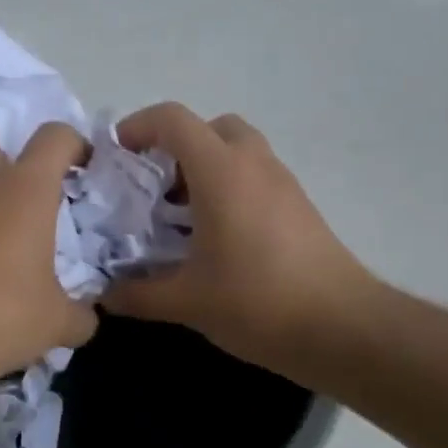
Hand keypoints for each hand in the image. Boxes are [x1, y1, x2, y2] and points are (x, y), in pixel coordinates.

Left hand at [0, 123, 97, 395]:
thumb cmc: (0, 317)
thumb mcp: (57, 324)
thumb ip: (82, 313)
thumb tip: (87, 316)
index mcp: (24, 189)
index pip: (54, 137)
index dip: (74, 144)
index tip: (84, 169)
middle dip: (16, 156)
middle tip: (34, 196)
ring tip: (0, 239)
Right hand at [101, 103, 379, 380]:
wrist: (344, 328)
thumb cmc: (258, 302)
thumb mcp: (186, 302)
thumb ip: (136, 294)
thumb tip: (104, 294)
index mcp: (221, 172)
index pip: (173, 120)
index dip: (137, 127)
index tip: (116, 158)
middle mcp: (253, 164)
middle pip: (209, 126)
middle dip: (175, 146)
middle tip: (153, 186)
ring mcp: (282, 183)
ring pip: (236, 149)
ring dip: (203, 167)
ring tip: (180, 213)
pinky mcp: (299, 206)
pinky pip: (255, 174)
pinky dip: (228, 187)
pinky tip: (216, 236)